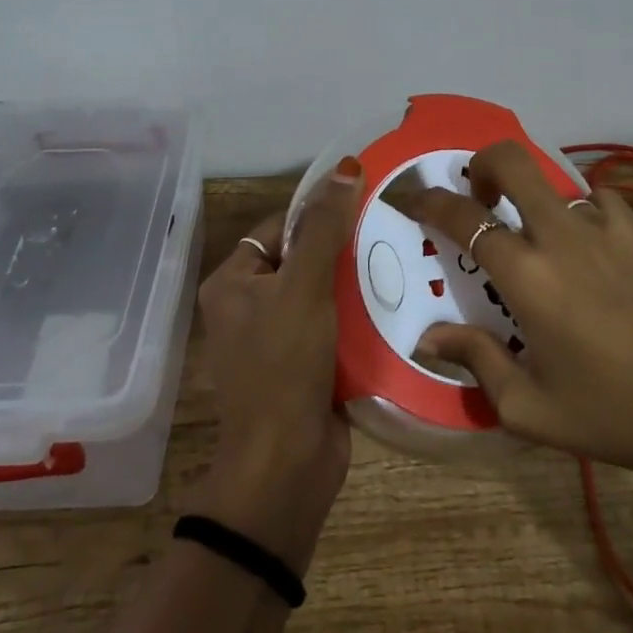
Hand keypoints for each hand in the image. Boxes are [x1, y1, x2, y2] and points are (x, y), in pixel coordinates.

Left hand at [189, 157, 361, 573]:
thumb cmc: (284, 366)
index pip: (279, 228)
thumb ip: (324, 228)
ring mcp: (277, 339)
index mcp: (232, 282)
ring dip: (355, 282)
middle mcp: (249, 307)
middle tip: (388, 231)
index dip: (317, 214)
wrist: (287, 466)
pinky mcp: (305, 365)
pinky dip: (358, 316)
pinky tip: (395, 301)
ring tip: (400, 259)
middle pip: (303, 259)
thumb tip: (344, 166)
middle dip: (342, 249)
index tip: (362, 203)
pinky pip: (333, 325)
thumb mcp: (304, 287)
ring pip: (322, 293)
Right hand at [396, 142, 632, 510]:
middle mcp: (562, 237)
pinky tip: (591, 250)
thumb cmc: (614, 415)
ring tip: (539, 235)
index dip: (430, 201)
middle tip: (479, 194)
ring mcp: (609, 227)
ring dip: (536, 196)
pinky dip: (581, 213)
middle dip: (482, 163)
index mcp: (528, 277)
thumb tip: (430, 337)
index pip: (463, 218)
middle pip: (512, 161)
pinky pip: (599, 202)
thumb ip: (477, 362)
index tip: (414, 198)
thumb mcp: (531, 408)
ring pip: (558, 181)